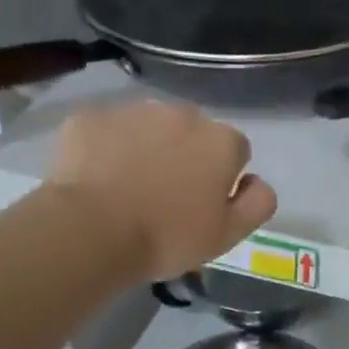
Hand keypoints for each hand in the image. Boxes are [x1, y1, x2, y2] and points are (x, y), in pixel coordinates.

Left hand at [45, 101, 276, 281]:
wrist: (92, 231)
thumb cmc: (168, 237)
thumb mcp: (228, 234)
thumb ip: (258, 203)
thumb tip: (257, 181)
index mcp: (220, 141)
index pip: (235, 151)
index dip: (221, 177)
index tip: (202, 203)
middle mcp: (182, 114)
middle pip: (191, 132)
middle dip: (184, 154)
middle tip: (164, 195)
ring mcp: (133, 110)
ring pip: (148, 126)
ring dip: (145, 147)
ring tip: (127, 186)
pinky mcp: (91, 116)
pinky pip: (106, 129)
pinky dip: (105, 147)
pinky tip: (96, 178)